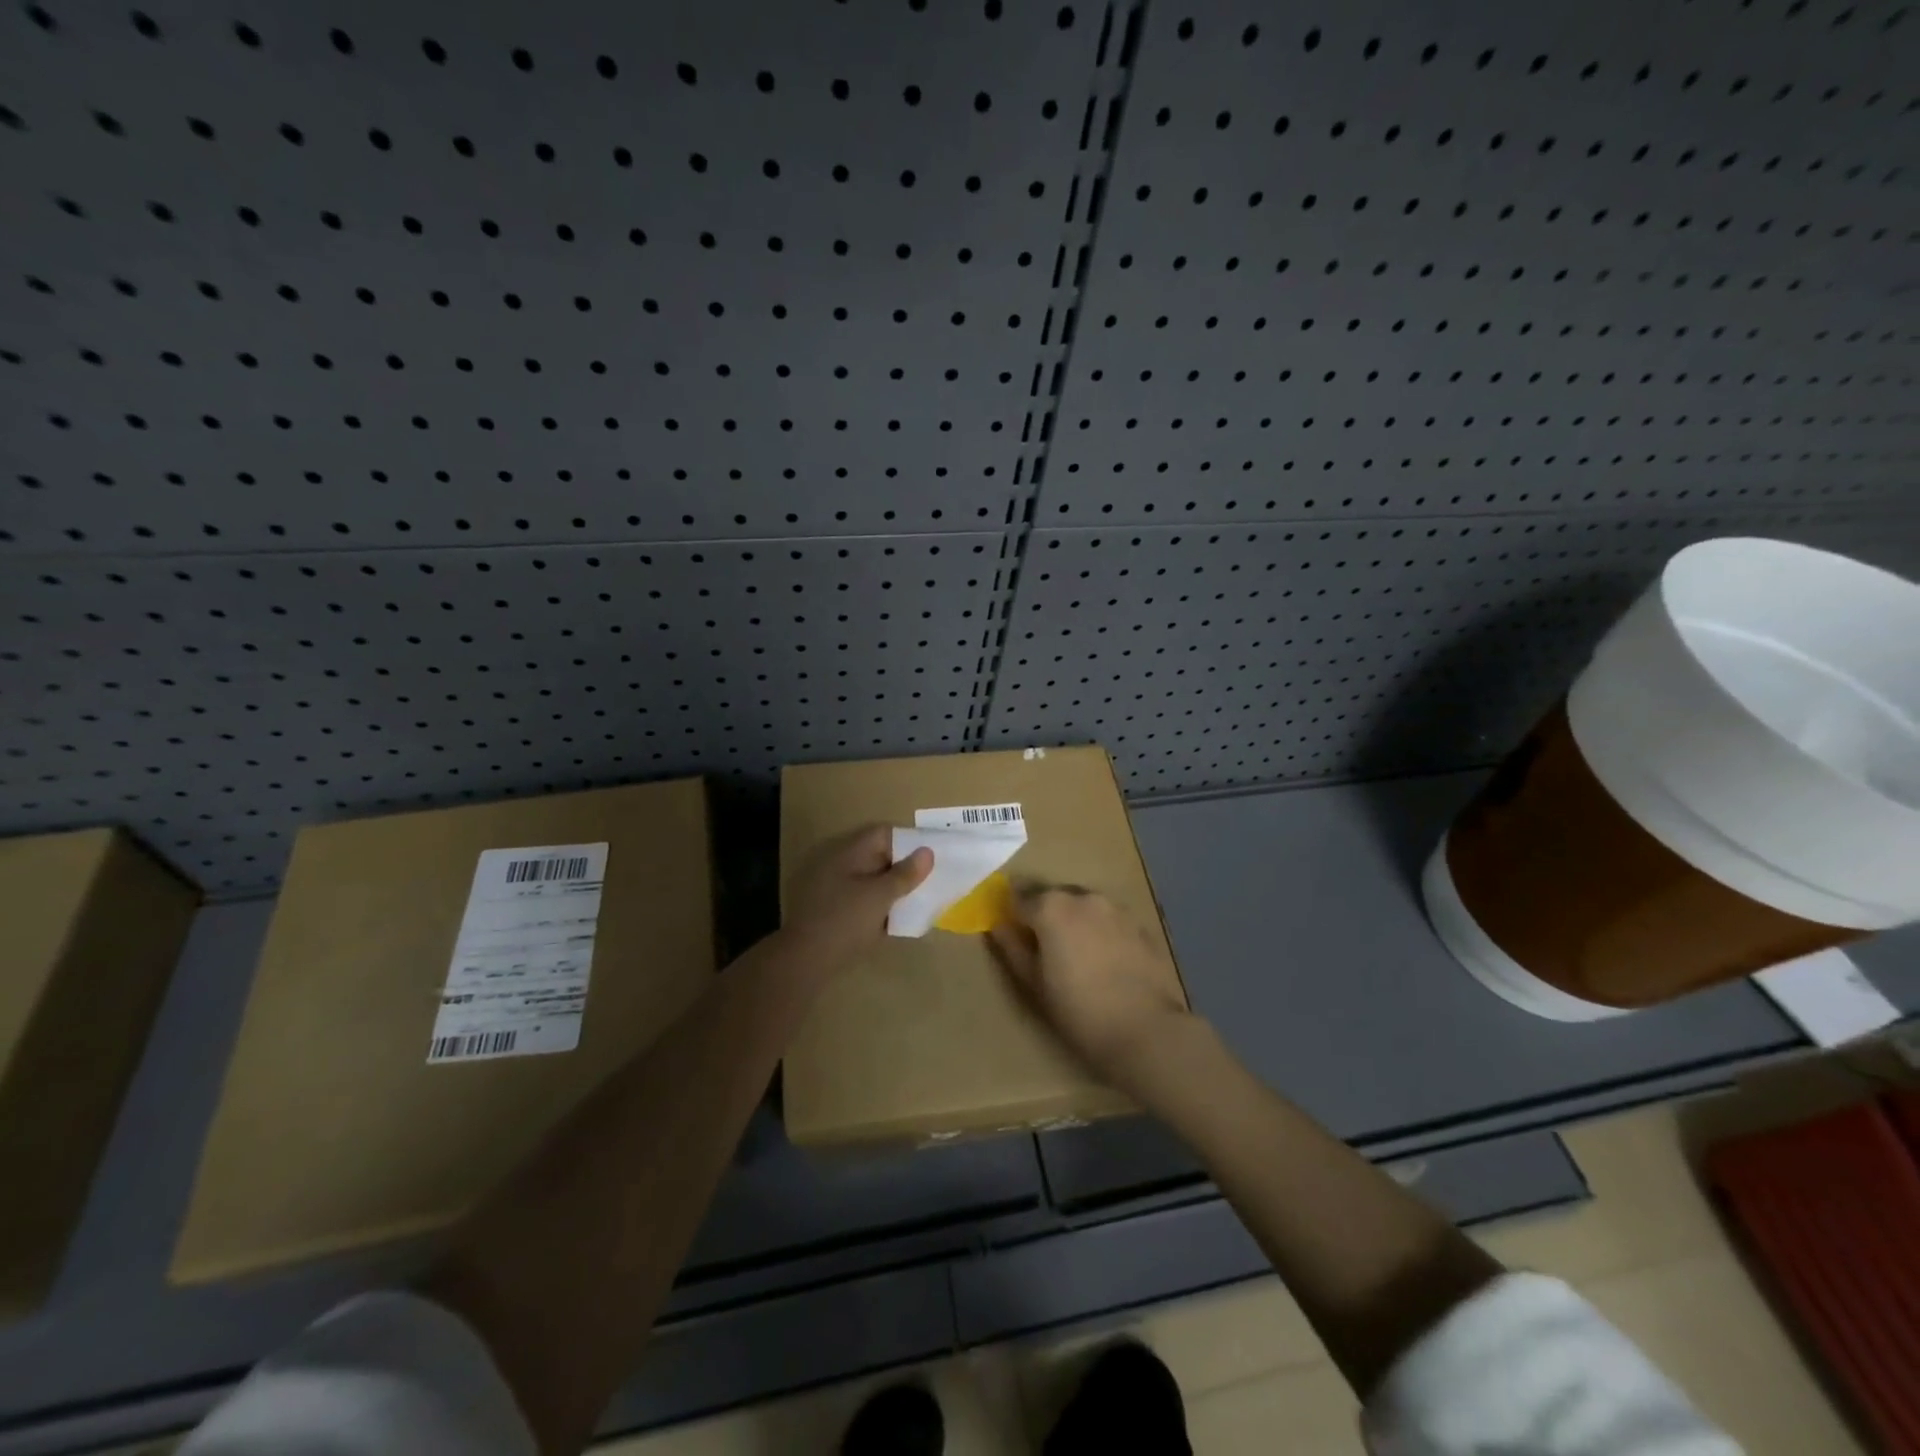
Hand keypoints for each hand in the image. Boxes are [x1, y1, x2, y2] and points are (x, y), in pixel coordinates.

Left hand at [784, 825, 932, 965]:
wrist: (806, 960)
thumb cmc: (845, 920)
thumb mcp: (880, 896)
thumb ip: (904, 874)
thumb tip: (927, 852)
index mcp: (850, 853)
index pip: (884, 834)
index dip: (909, 841)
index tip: (932, 856)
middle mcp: (842, 865)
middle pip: (880, 857)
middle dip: (905, 867)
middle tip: (931, 878)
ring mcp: (836, 888)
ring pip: (873, 880)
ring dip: (894, 888)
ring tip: (921, 898)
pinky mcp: (835, 911)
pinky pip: (865, 899)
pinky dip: (882, 905)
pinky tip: (899, 918)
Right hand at [987, 887, 1189, 1083]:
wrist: (1145, 1030)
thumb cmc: (1078, 1010)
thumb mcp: (1033, 983)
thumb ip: (1012, 947)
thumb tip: (998, 925)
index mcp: (1051, 907)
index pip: (1019, 898)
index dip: (1013, 916)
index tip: (1013, 934)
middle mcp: (1083, 897)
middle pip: (1054, 898)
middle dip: (1045, 916)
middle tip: (1045, 949)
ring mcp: (1116, 908)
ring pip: (1085, 907)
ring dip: (1075, 922)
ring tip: (1077, 956)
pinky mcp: (1141, 925)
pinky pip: (1110, 921)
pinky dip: (1101, 932)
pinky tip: (1106, 962)